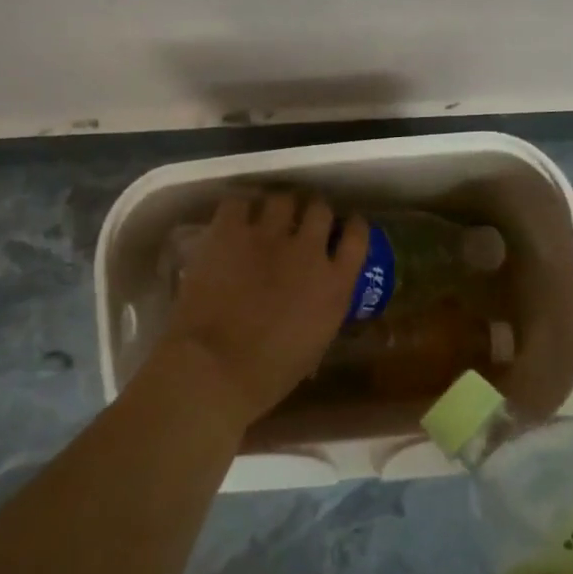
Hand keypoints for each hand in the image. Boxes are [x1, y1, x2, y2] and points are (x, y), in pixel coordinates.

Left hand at [143, 192, 367, 431]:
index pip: (357, 236)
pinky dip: (238, 210)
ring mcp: (268, 236)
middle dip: (312, 213)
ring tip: (266, 219)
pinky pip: (238, 203)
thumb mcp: (315, 345)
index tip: (344, 226)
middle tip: (300, 223)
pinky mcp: (230, 231)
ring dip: (278, 208)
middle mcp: (308, 250)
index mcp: (335, 284)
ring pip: (282, 199)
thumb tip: (316, 300)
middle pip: (319, 209)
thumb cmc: (268, 374)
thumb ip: (323, 311)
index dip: (351, 226)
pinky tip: (233, 222)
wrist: (215, 367)